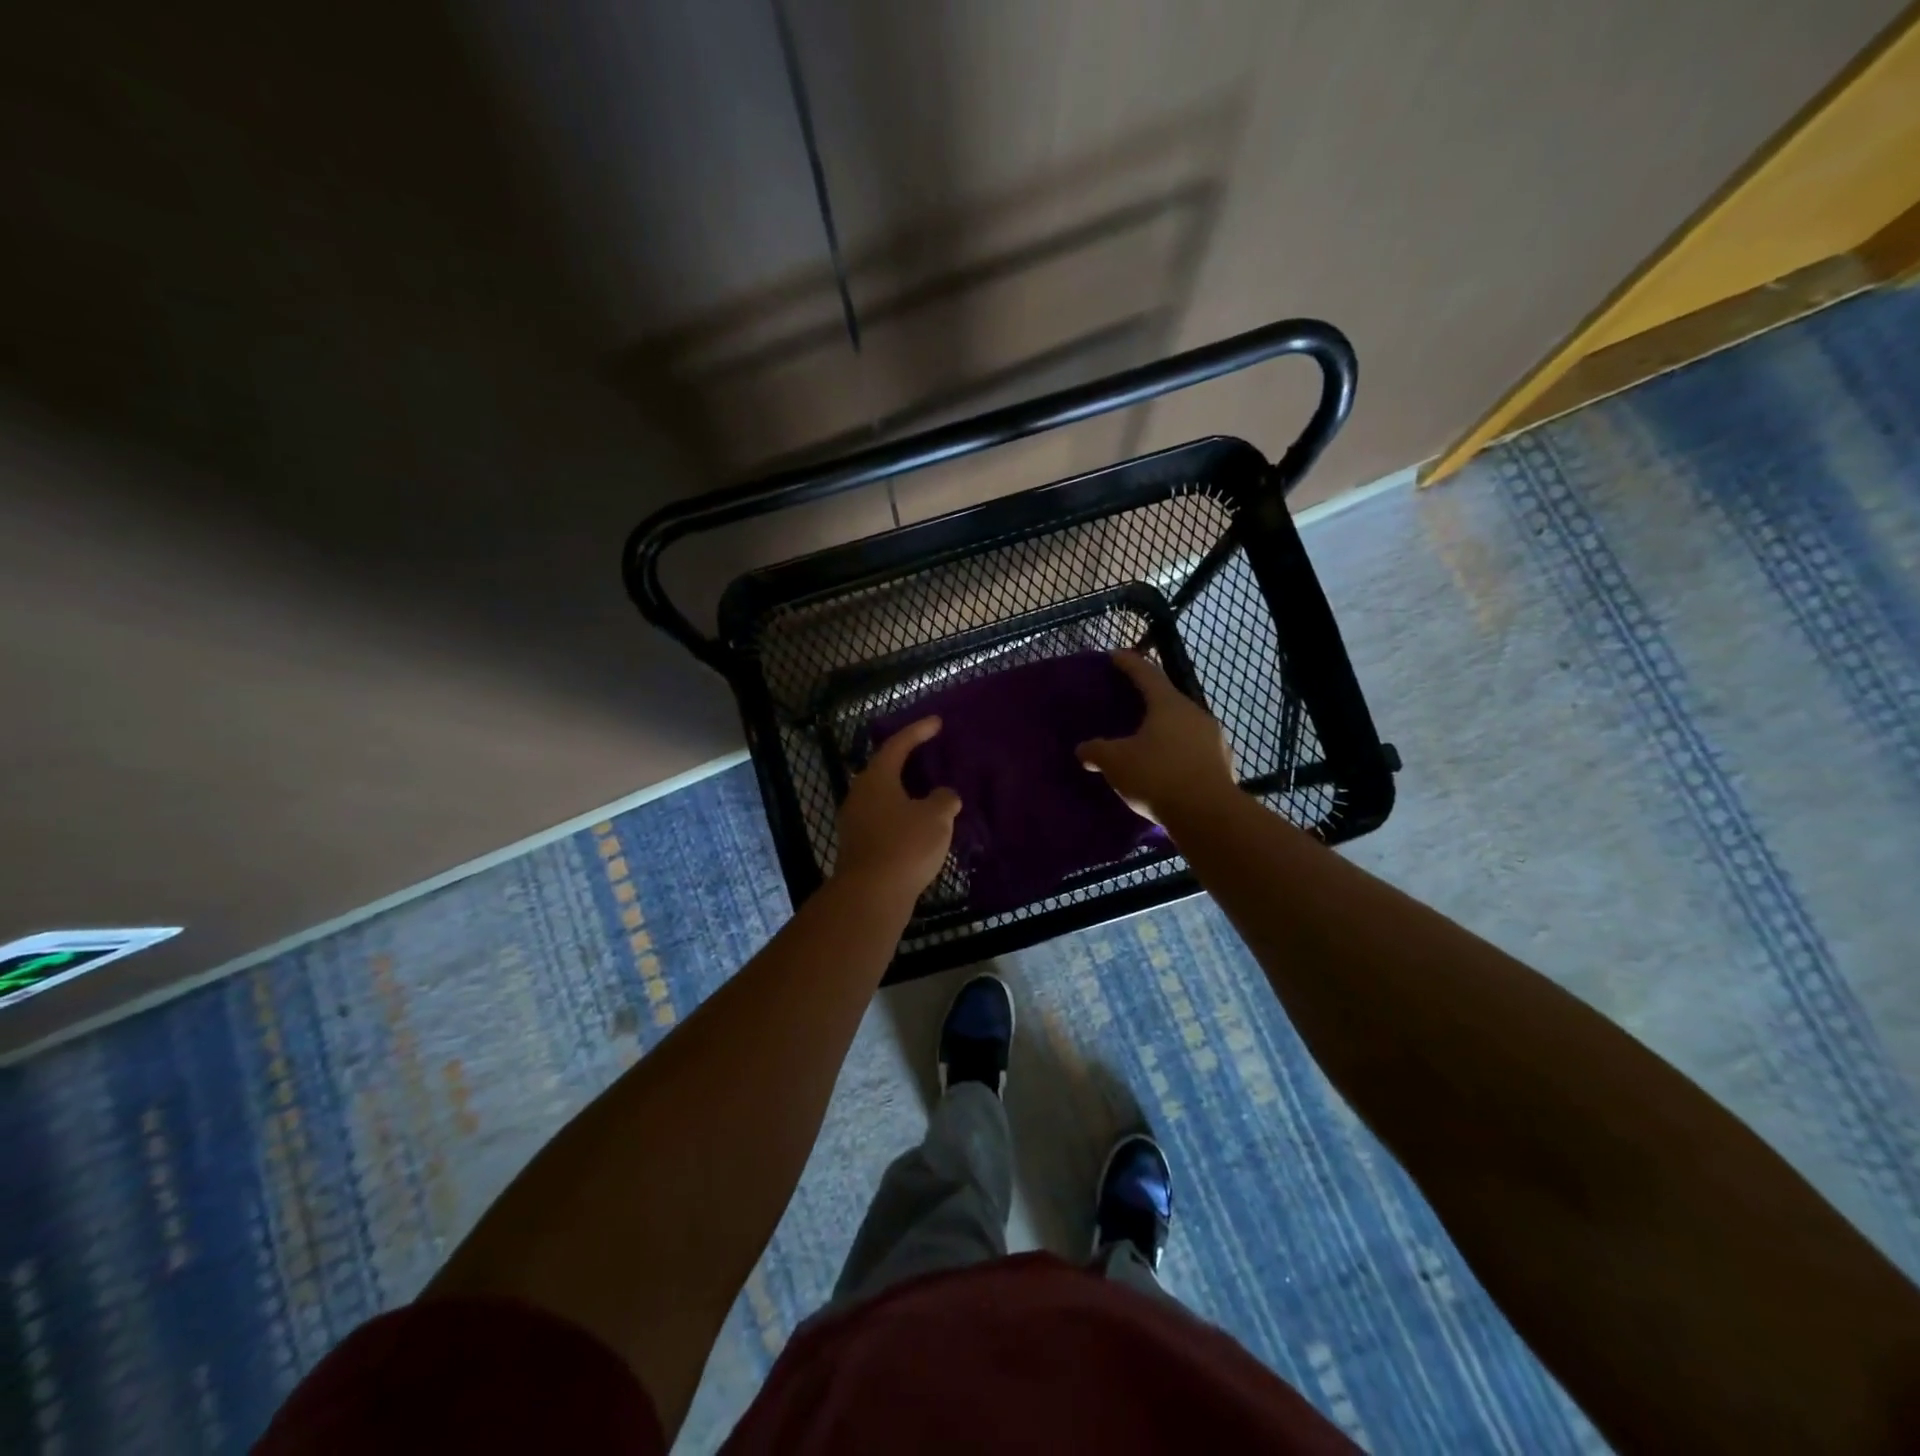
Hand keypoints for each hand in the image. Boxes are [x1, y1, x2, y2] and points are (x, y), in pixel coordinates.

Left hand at [835, 716, 961, 898]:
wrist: (871, 895)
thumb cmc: (905, 845)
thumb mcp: (936, 817)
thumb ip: (944, 799)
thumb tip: (945, 796)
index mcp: (876, 778)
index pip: (898, 745)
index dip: (918, 731)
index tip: (937, 722)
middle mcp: (860, 795)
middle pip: (885, 770)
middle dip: (908, 762)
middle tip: (930, 756)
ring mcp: (855, 822)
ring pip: (884, 798)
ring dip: (906, 793)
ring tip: (929, 794)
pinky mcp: (859, 846)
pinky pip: (883, 820)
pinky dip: (902, 816)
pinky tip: (920, 826)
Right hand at [1077, 652, 1237, 825]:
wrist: (1208, 816)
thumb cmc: (1157, 776)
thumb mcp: (1116, 762)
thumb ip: (1096, 751)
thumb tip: (1083, 749)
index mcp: (1169, 704)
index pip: (1146, 673)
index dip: (1129, 663)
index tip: (1115, 655)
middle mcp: (1195, 714)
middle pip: (1168, 699)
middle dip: (1148, 699)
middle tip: (1129, 702)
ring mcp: (1214, 739)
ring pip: (1183, 726)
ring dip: (1165, 729)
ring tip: (1147, 740)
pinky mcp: (1222, 765)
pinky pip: (1194, 750)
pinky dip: (1178, 752)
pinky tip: (1167, 767)